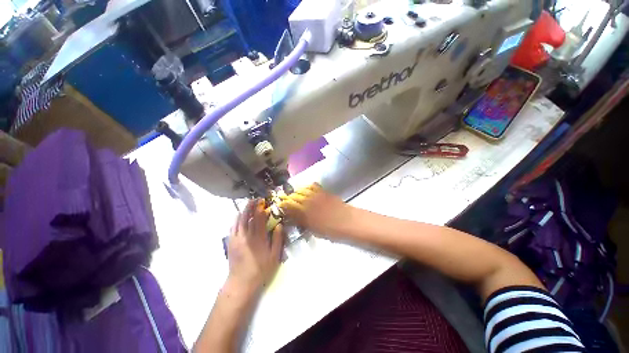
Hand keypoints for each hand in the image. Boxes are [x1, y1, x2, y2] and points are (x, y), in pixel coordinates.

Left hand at [226, 199, 284, 294]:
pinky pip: (233, 226)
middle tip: (255, 199)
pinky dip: (237, 219)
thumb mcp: (274, 256)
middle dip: (250, 206)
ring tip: (248, 205)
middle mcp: (246, 235)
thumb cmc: (260, 269)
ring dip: (244, 211)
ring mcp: (236, 238)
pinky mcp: (231, 242)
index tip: (263, 202)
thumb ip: (277, 239)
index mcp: (258, 238)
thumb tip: (279, 225)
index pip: (259, 218)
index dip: (260, 208)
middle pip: (247, 216)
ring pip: (239, 220)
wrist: (241, 282)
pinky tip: (239, 216)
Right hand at [279, 183, 350, 236]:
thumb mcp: (314, 230)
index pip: (289, 205)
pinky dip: (307, 187)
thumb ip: (302, 222)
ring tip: (295, 194)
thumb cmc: (331, 230)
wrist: (348, 221)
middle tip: (285, 199)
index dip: (283, 204)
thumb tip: (292, 217)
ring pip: (302, 189)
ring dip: (297, 191)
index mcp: (304, 212)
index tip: (280, 205)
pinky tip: (307, 189)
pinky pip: (313, 186)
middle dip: (288, 197)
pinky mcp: (324, 191)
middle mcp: (308, 201)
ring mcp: (317, 195)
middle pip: (294, 195)